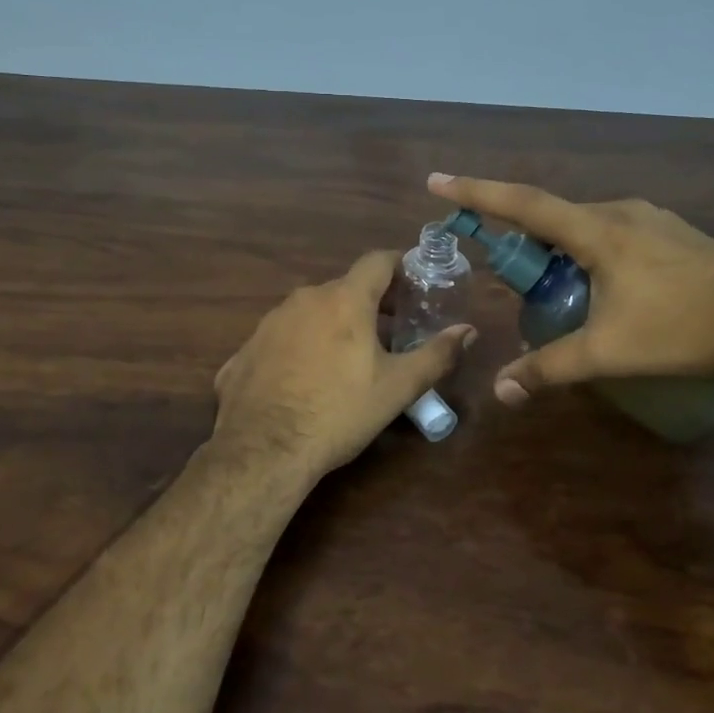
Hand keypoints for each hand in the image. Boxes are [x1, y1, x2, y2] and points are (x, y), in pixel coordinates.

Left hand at [213, 250, 475, 479]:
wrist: (263, 450)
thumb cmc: (339, 412)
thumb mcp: (397, 388)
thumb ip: (436, 355)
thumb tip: (468, 331)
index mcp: (344, 300)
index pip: (377, 261)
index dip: (400, 266)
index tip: (415, 284)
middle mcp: (304, 299)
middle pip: (345, 288)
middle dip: (371, 304)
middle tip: (391, 332)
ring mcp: (268, 323)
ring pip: (311, 312)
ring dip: (333, 325)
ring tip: (348, 359)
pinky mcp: (245, 350)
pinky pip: (283, 339)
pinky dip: (300, 349)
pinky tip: (305, 381)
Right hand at [428, 173, 713, 403]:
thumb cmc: (680, 330)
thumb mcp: (608, 352)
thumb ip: (549, 368)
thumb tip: (501, 390)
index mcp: (596, 231)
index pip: (523, 204)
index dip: (476, 192)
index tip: (437, 181)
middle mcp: (619, 211)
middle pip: (551, 215)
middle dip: (519, 237)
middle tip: (505, 271)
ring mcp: (649, 217)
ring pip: (583, 224)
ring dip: (557, 247)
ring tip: (554, 286)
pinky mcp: (670, 231)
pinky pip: (611, 230)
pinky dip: (587, 248)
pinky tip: (600, 284)